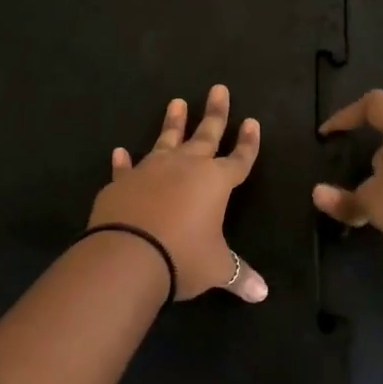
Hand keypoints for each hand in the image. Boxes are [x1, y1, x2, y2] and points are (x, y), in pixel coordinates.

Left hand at [89, 85, 268, 302]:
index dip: (248, 143)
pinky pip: (125, 167)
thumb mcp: (217, 268)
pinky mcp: (122, 182)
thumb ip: (239, 275)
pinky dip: (123, 160)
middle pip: (205, 135)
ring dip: (173, 123)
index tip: (252, 122)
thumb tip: (262, 294)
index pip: (239, 158)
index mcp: (216, 182)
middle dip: (215, 113)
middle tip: (218, 88)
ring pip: (165, 140)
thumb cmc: (183, 257)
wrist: (129, 254)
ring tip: (177, 102)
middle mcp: (185, 167)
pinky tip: (120, 151)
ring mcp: (151, 170)